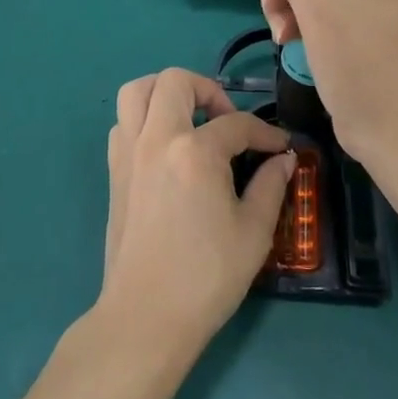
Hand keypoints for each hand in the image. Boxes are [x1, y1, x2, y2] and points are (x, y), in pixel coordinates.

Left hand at [99, 68, 293, 361]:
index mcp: (195, 152)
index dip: (265, 133)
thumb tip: (283, 160)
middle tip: (226, 119)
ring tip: (190, 118)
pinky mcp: (114, 171)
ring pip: (137, 91)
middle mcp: (157, 139)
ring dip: (165, 93)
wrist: (146, 317)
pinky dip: (144, 119)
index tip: (281, 148)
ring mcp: (129, 152)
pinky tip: (166, 147)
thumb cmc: (206, 276)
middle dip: (208, 90)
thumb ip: (271, 186)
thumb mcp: (253, 232)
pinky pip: (123, 122)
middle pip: (176, 81)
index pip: (236, 124)